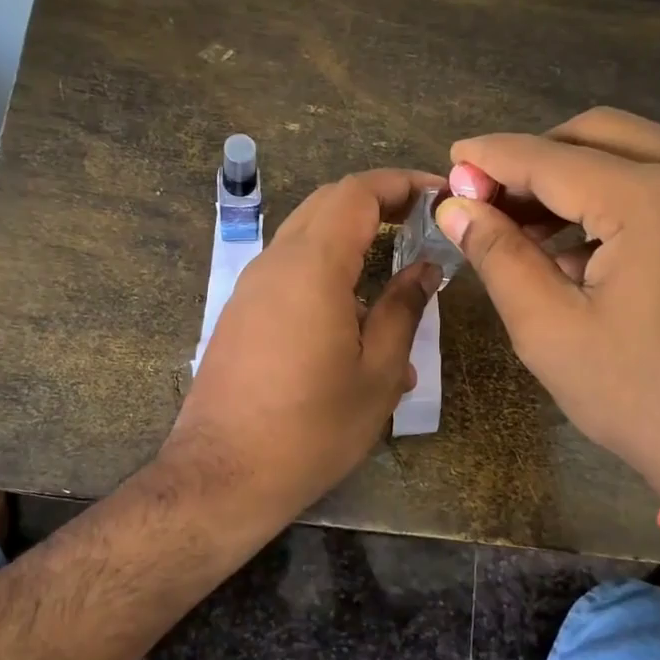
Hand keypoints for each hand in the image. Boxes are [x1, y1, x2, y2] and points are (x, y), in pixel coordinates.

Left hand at [161, 169, 443, 536]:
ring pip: (305, 237)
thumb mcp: (377, 373)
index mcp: (312, 266)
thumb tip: (425, 268)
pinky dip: (324, 272)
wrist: (223, 475)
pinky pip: (287, 273)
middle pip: (327, 205)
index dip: (399, 184)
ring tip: (393, 275)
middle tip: (420, 225)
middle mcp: (274, 263)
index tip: (437, 195)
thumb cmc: (312, 428)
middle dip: (376, 203)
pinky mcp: (239, 314)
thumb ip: (403, 309)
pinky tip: (354, 321)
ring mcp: (250, 287)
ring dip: (350, 239)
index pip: (356, 193)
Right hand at [435, 108, 659, 506]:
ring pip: (641, 150)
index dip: (493, 157)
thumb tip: (456, 206)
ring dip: (582, 176)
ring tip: (538, 232)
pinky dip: (626, 193)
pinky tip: (596, 244)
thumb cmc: (643, 401)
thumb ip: (498, 255)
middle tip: (494, 200)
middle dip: (538, 159)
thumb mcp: (550, 331)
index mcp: (657, 201)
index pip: (552, 158)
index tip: (453, 160)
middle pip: (600, 133)